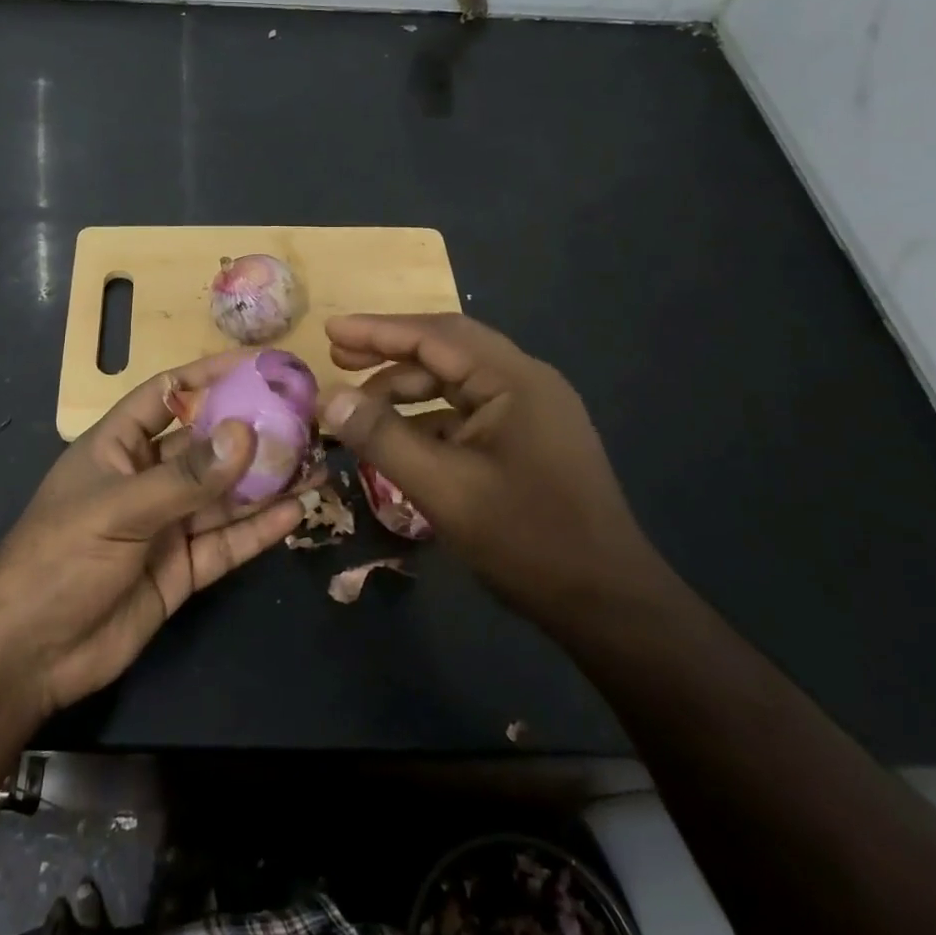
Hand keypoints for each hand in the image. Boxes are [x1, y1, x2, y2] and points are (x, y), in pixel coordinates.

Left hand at [0, 353, 304, 717]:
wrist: (28, 655)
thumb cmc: (59, 558)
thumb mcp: (119, 508)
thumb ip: (185, 477)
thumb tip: (246, 433)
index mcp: (119, 446)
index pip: (169, 393)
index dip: (210, 375)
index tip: (260, 365)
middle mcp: (148, 478)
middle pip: (208, 445)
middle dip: (253, 431)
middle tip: (305, 418)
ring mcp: (167, 525)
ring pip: (226, 495)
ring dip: (267, 480)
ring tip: (316, 462)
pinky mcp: (183, 569)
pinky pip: (228, 541)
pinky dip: (260, 528)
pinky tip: (297, 511)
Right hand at [317, 314, 661, 624]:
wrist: (608, 603)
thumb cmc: (527, 540)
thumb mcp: (443, 488)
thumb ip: (382, 437)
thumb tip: (327, 398)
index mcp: (514, 380)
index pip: (434, 336)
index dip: (377, 331)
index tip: (330, 331)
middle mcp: (526, 382)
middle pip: (446, 350)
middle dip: (389, 353)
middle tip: (338, 362)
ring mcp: (531, 411)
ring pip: (456, 382)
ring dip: (407, 390)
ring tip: (360, 408)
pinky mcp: (529, 440)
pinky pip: (468, 412)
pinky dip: (429, 418)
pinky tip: (401, 440)